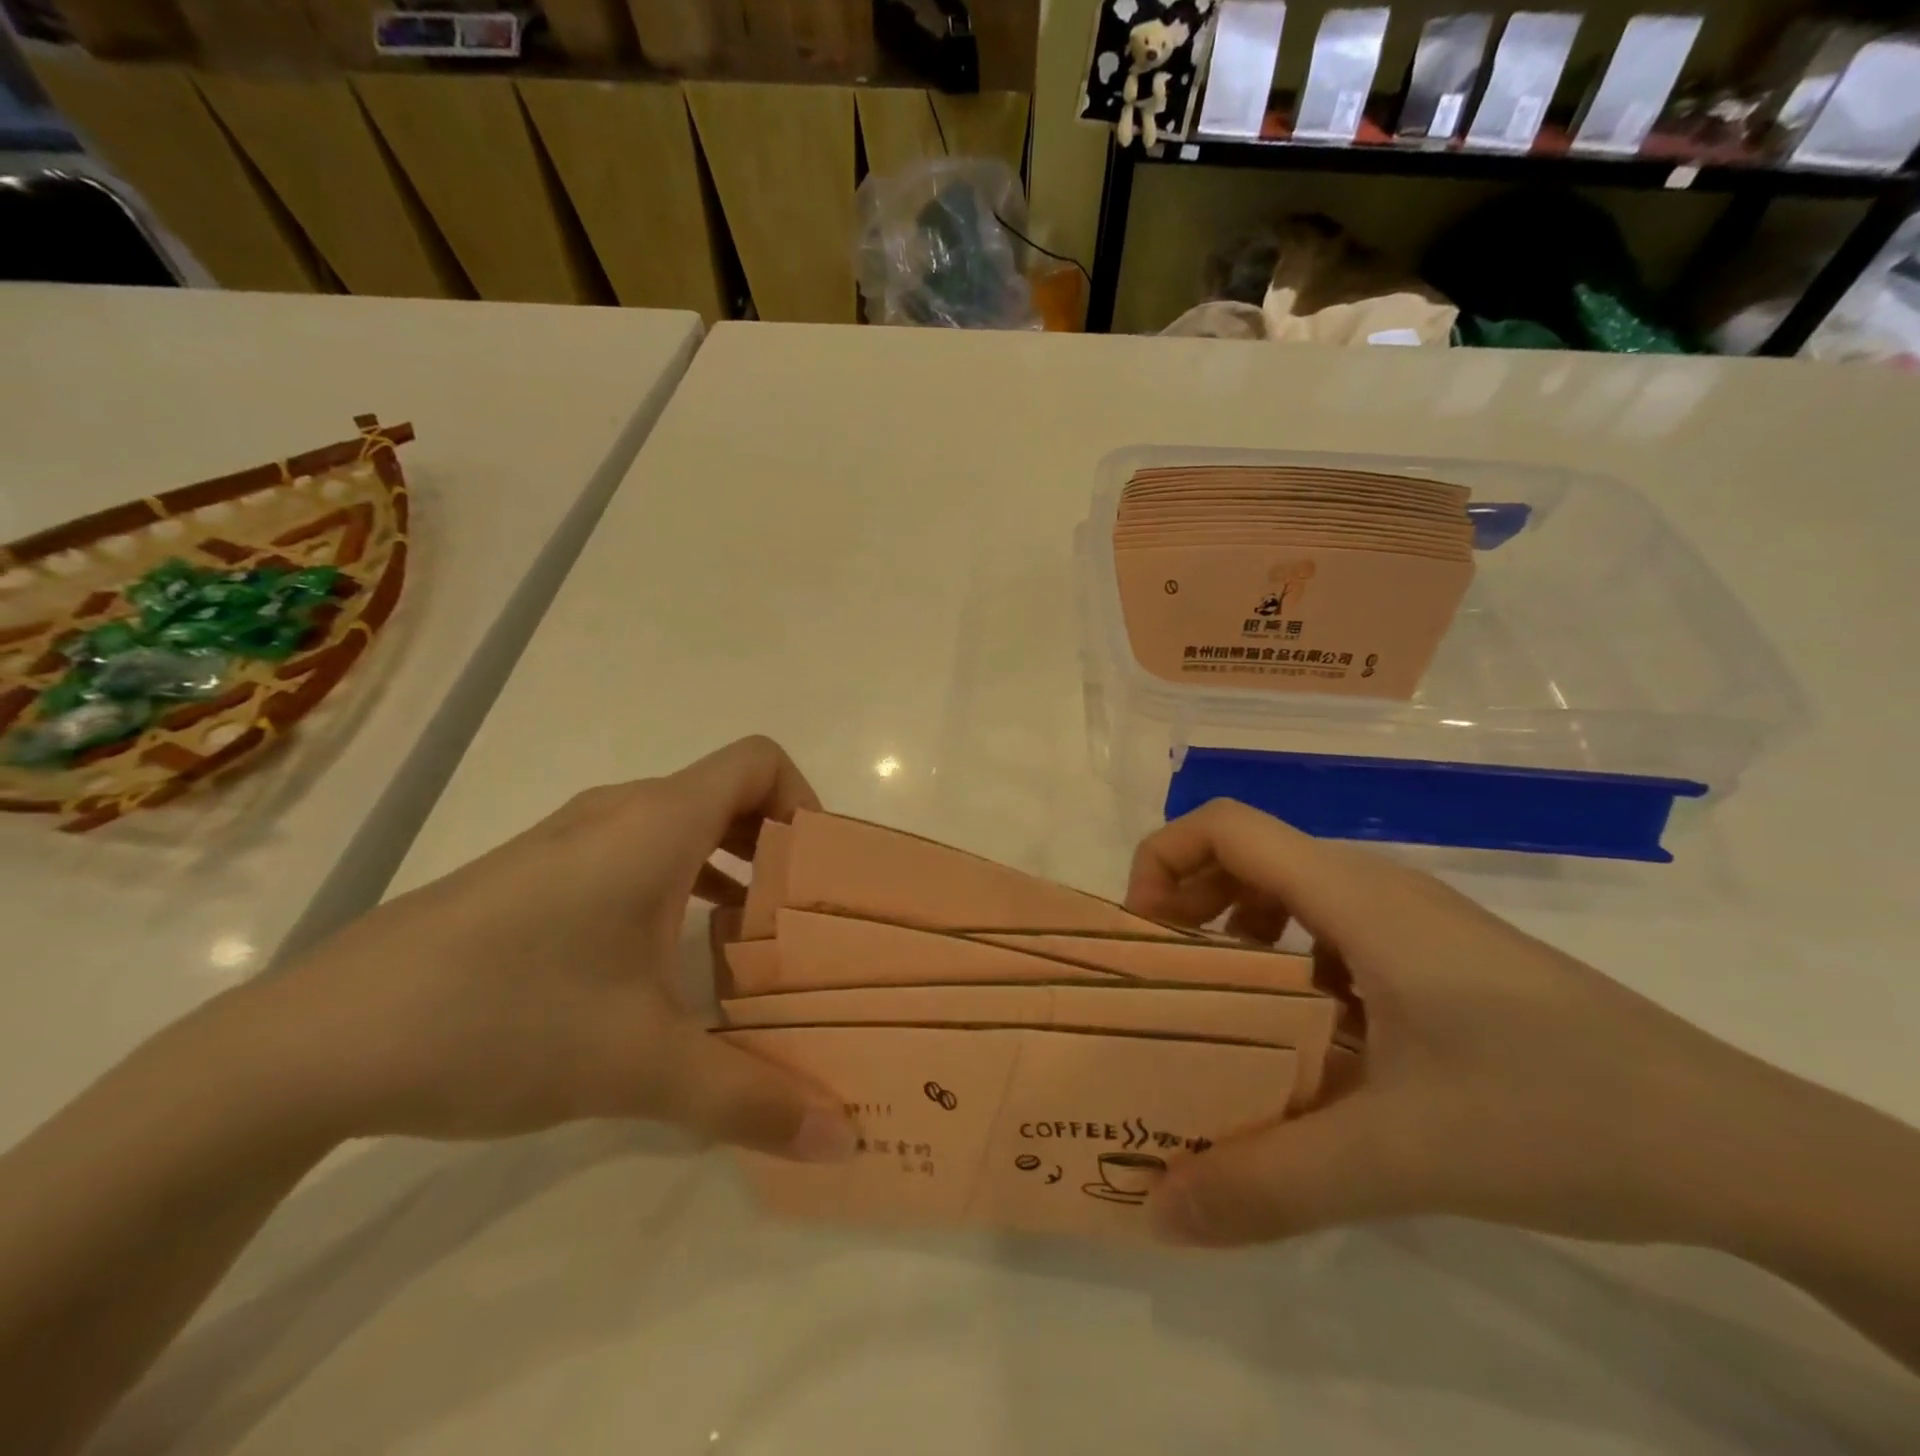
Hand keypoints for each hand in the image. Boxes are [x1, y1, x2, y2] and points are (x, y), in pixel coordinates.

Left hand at [240, 736, 857, 1159]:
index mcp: (655, 825)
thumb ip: (750, 1100)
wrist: (314, 1042)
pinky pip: (637, 853)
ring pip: (682, 826)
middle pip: (728, 794)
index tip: (818, 877)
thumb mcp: (639, 1066)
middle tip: (803, 922)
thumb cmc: (501, 1020)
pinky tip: (673, 958)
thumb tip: (839, 1141)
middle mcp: (619, 814)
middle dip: (779, 850)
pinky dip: (680, 884)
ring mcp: (571, 840)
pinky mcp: (536, 873)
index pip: (758, 762)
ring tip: (751, 943)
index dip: (803, 803)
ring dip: (730, 870)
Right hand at [1125, 799, 1779, 1248]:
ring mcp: (1413, 920)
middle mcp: (1377, 888)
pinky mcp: (1439, 956)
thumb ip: (1270, 1183)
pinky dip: (1290, 965)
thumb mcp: (1400, 1156)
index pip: (1226, 826)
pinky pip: (1334, 933)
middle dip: (1186, 902)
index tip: (1145, 938)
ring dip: (1237, 934)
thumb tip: (1161, 1209)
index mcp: (1356, 897)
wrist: (1740, 1144)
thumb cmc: (1558, 1114)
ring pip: (1291, 893)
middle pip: (1249, 854)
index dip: (1163, 860)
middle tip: (1166, 979)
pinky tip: (1311, 1041)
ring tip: (1224, 1009)